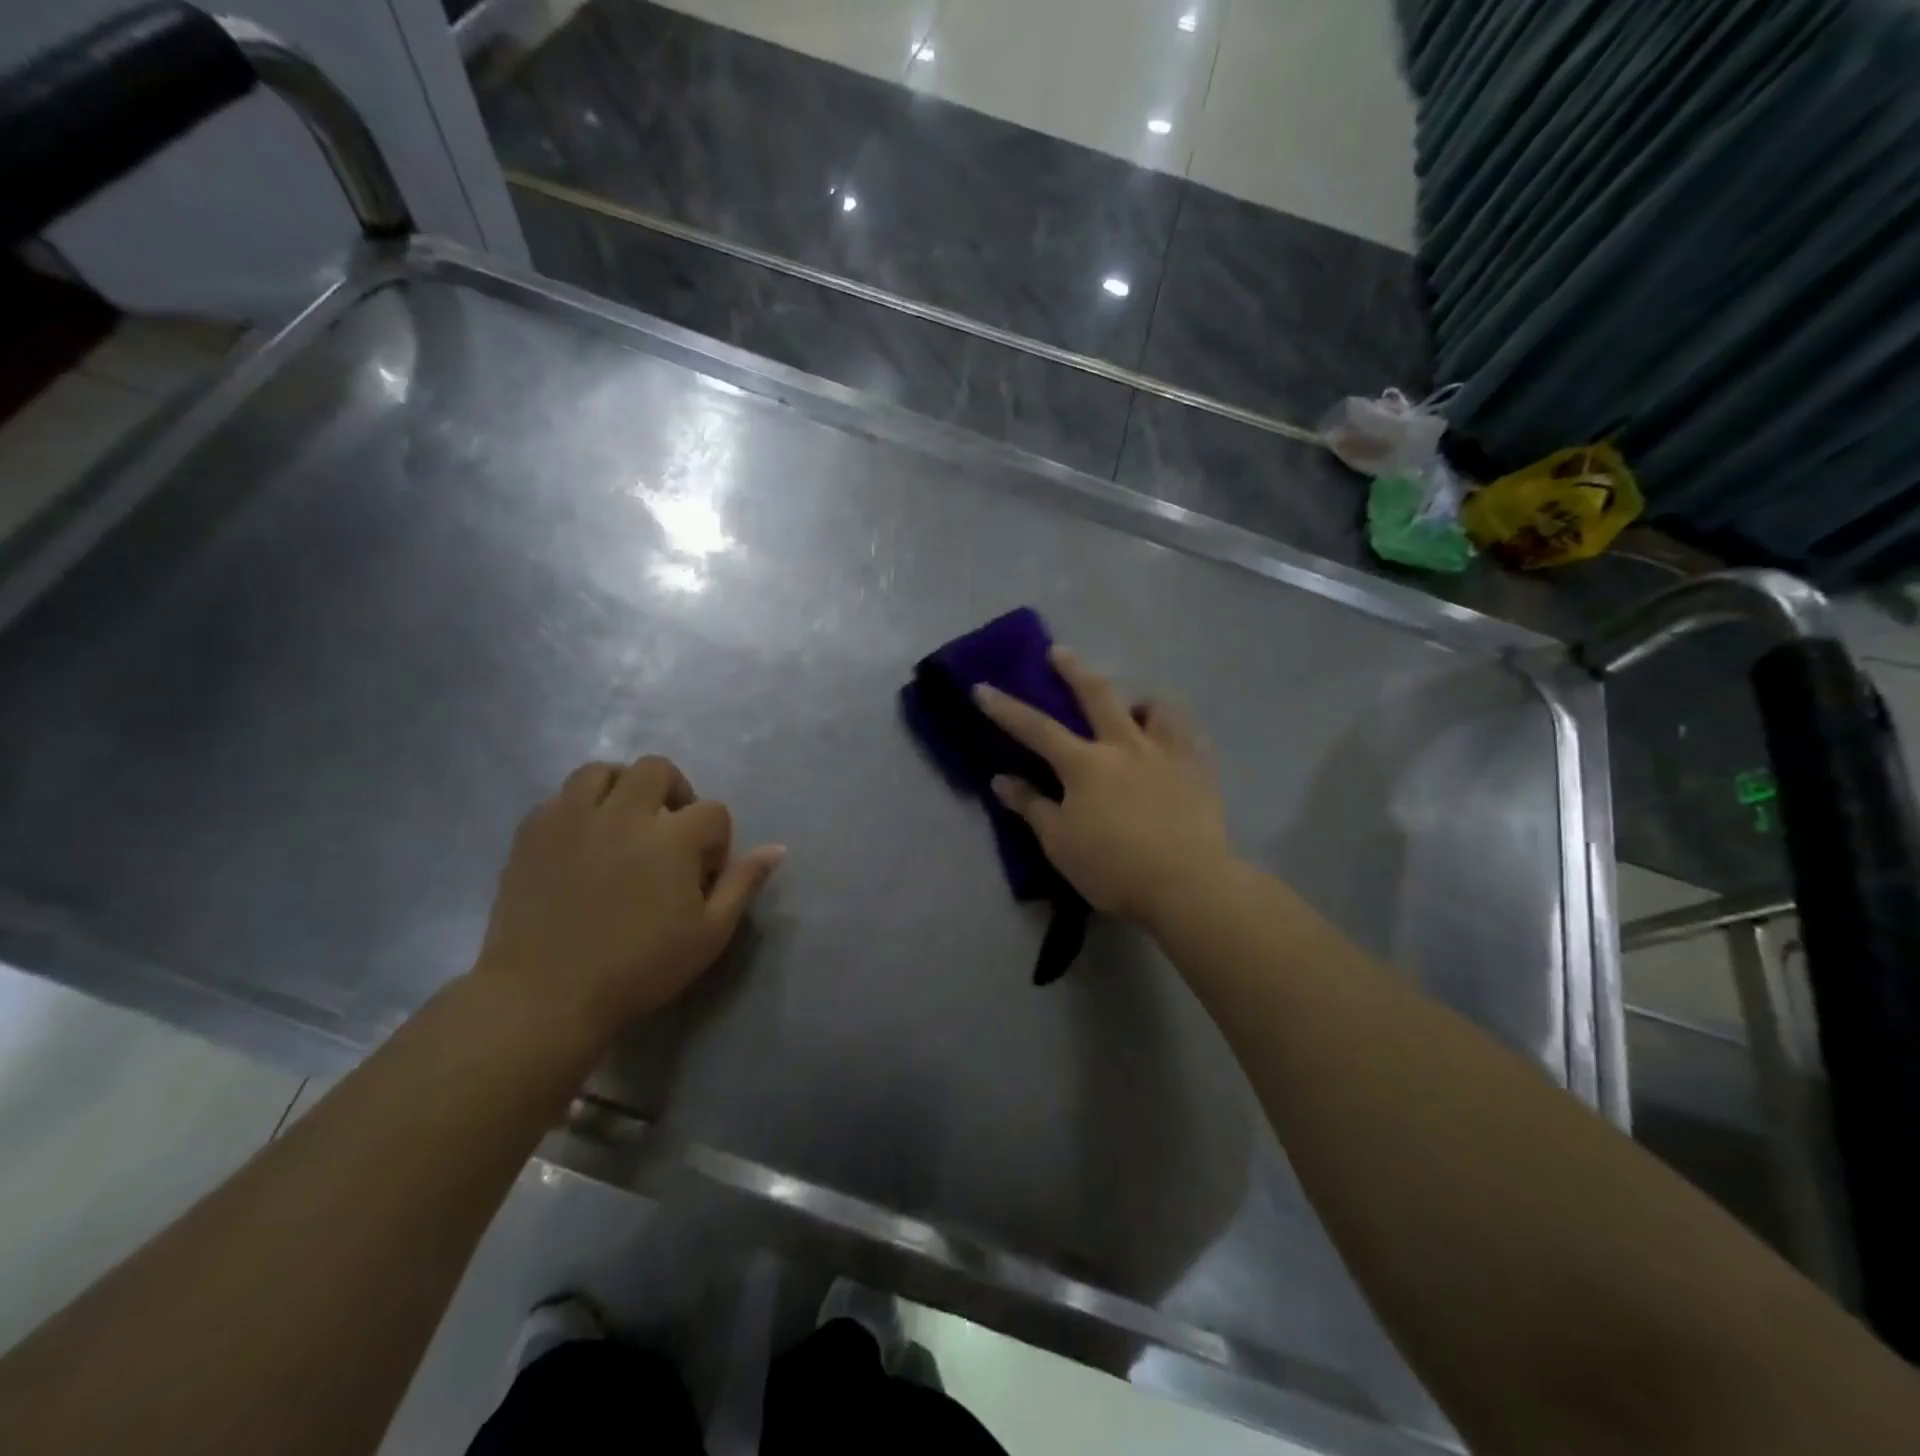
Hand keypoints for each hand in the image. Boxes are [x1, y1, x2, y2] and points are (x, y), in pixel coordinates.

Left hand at [472, 755, 783, 1030]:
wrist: (546, 996)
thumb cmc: (639, 968)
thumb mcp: (709, 934)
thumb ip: (742, 884)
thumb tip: (776, 849)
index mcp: (672, 837)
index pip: (713, 811)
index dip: (717, 840)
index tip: (703, 875)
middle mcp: (624, 813)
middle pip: (657, 769)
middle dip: (674, 792)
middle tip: (669, 832)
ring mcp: (573, 818)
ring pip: (602, 771)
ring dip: (622, 787)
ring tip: (624, 822)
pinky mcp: (533, 832)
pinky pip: (560, 797)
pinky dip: (579, 808)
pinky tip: (584, 841)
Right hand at [975, 648, 1233, 923]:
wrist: (1187, 883)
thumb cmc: (1113, 866)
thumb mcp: (1059, 842)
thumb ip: (1031, 806)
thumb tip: (1001, 779)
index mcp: (1085, 764)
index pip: (1036, 729)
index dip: (1005, 708)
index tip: (982, 687)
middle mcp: (1125, 745)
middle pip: (1097, 695)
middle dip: (1073, 670)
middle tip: (1059, 651)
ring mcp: (1167, 753)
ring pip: (1155, 708)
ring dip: (1139, 701)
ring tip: (1135, 707)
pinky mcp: (1200, 769)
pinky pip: (1190, 736)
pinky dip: (1176, 730)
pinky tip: (1174, 741)